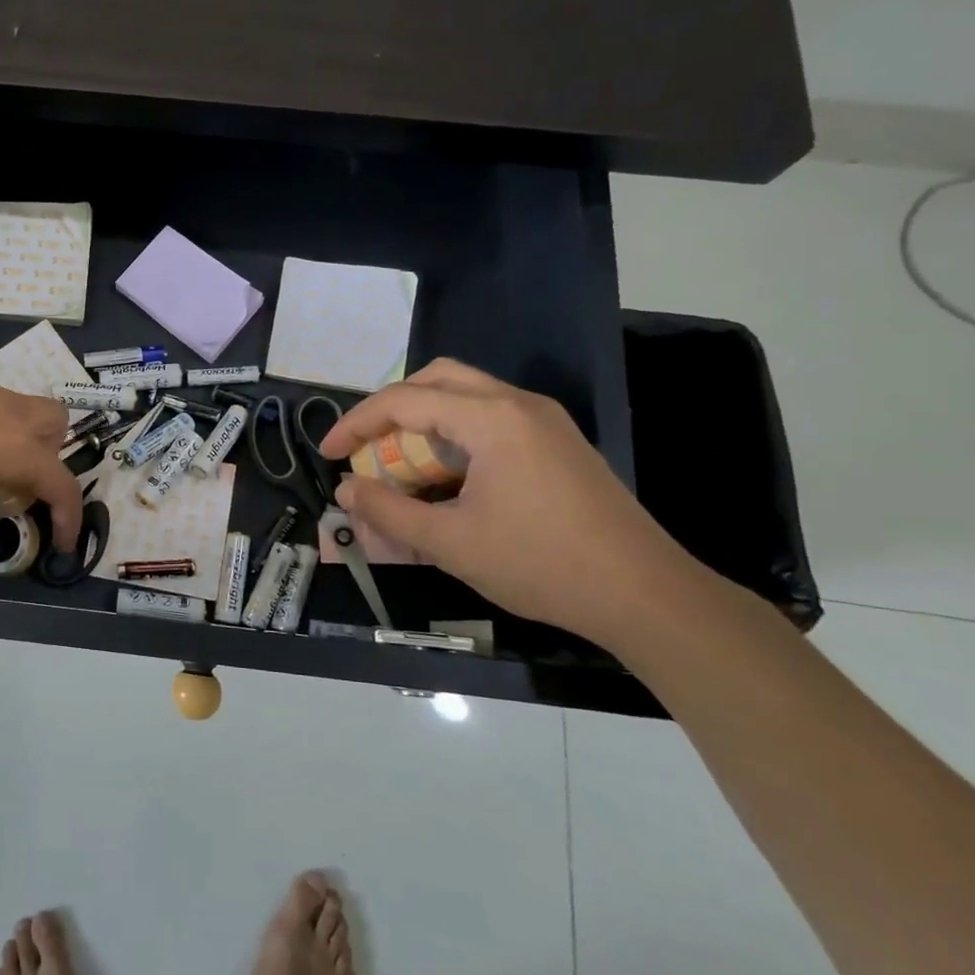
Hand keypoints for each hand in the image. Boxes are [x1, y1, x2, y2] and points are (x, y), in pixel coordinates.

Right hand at [318, 359, 705, 647]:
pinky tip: (447, 476)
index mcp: (491, 419)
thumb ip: (388, 512)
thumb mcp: (449, 543)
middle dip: (391, 408)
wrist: (647, 596)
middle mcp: (518, 405)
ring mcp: (544, 422)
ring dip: (423, 419)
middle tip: (366, 445)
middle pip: (437, 378)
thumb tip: (347, 490)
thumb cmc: (540, 564)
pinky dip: (454, 433)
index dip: (356, 423)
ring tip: (401, 462)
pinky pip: (491, 418)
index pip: (404, 400)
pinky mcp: (559, 444)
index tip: (328, 454)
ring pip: (466, 395)